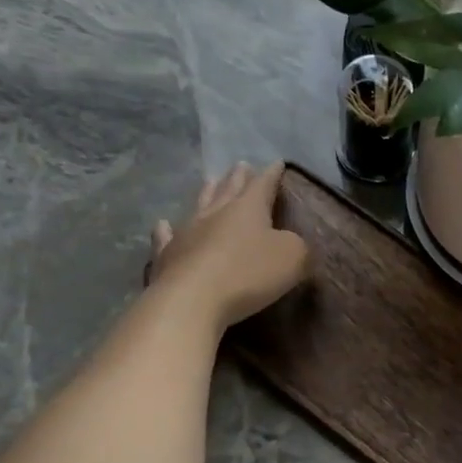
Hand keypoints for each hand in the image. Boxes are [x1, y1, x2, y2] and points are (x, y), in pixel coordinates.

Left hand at [148, 162, 308, 330]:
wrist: (192, 299)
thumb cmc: (249, 274)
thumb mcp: (293, 258)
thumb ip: (298, 246)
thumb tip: (292, 243)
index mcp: (248, 209)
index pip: (263, 185)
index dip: (272, 174)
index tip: (277, 162)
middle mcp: (216, 213)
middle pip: (229, 189)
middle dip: (238, 177)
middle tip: (240, 165)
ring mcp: (187, 232)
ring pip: (200, 205)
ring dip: (208, 193)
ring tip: (211, 181)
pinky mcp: (167, 255)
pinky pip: (166, 236)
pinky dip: (166, 229)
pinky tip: (163, 224)